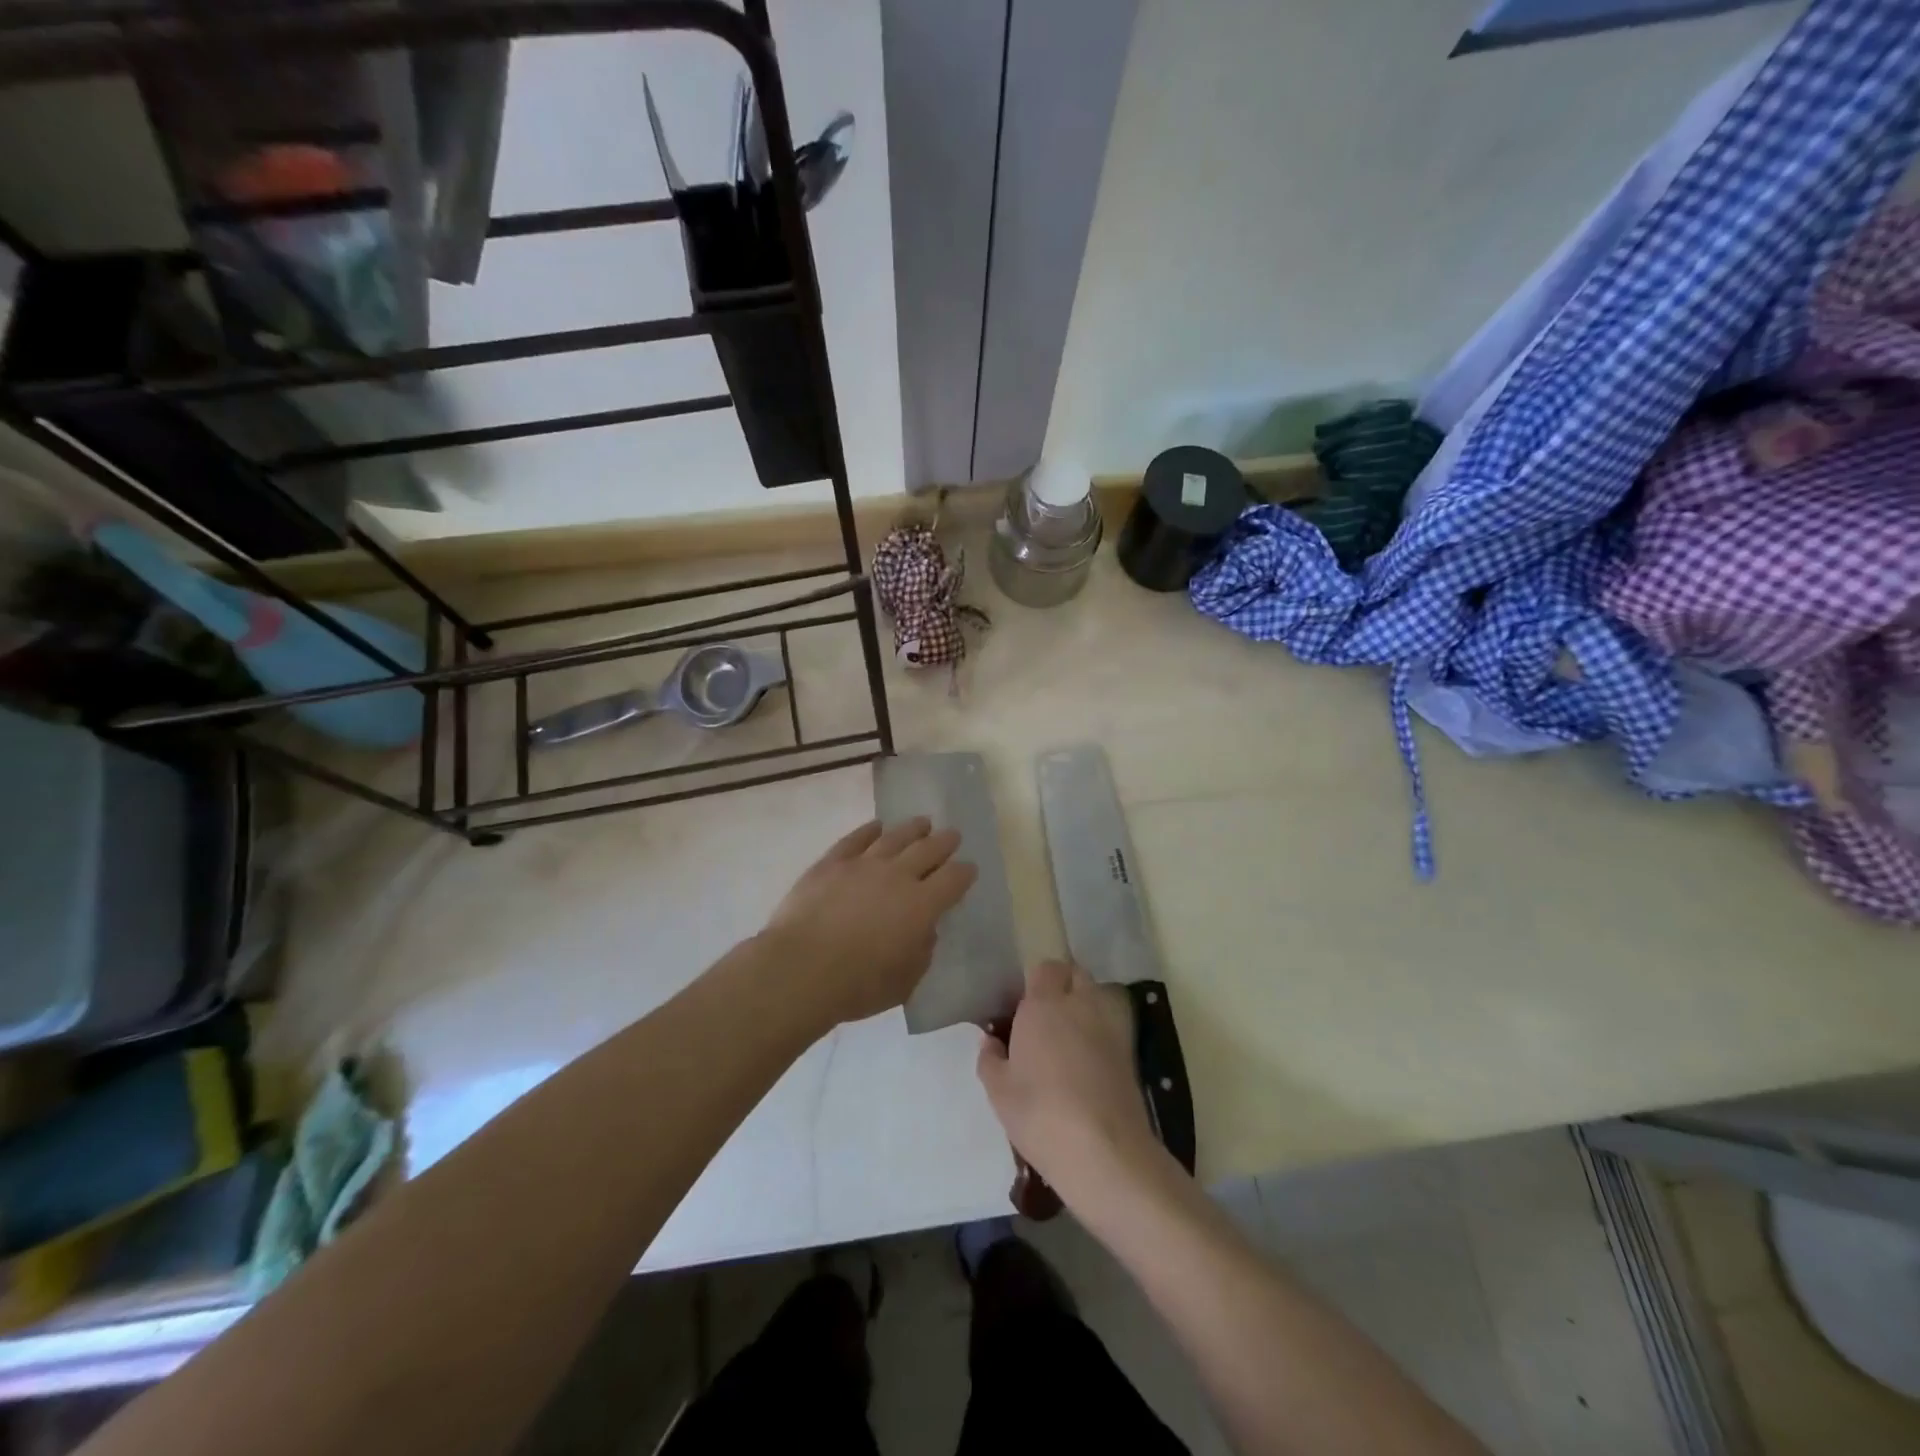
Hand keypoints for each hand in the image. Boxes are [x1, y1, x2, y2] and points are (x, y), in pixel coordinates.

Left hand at [763, 818, 975, 1027]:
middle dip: (944, 842)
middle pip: (928, 849)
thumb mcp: (905, 981)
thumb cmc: (858, 984)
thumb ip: (921, 951)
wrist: (801, 969)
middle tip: (952, 835)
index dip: (964, 872)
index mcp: (922, 905)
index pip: (953, 879)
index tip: (970, 868)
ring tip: (922, 822)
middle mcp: (897, 876)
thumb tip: (924, 931)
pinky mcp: (831, 863)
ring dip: (912, 829)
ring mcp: (862, 864)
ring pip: (895, 838)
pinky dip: (869, 830)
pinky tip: (876, 826)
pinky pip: (855, 839)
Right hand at [976, 961, 1169, 1207]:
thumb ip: (990, 1059)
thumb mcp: (999, 1091)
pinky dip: (1102, 1030)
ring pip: (1098, 995)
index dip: (1036, 981)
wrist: (1104, 1150)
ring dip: (1086, 1003)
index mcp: (1043, 1005)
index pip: (1045, 968)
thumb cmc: (1040, 1113)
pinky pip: (1113, 1024)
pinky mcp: (1131, 1051)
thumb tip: (990, 1041)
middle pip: (1076, 974)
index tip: (1024, 1004)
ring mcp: (1110, 1025)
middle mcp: (1079, 1003)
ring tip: (1070, 1034)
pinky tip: (1090, 1058)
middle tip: (1047, 1014)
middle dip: (1063, 984)